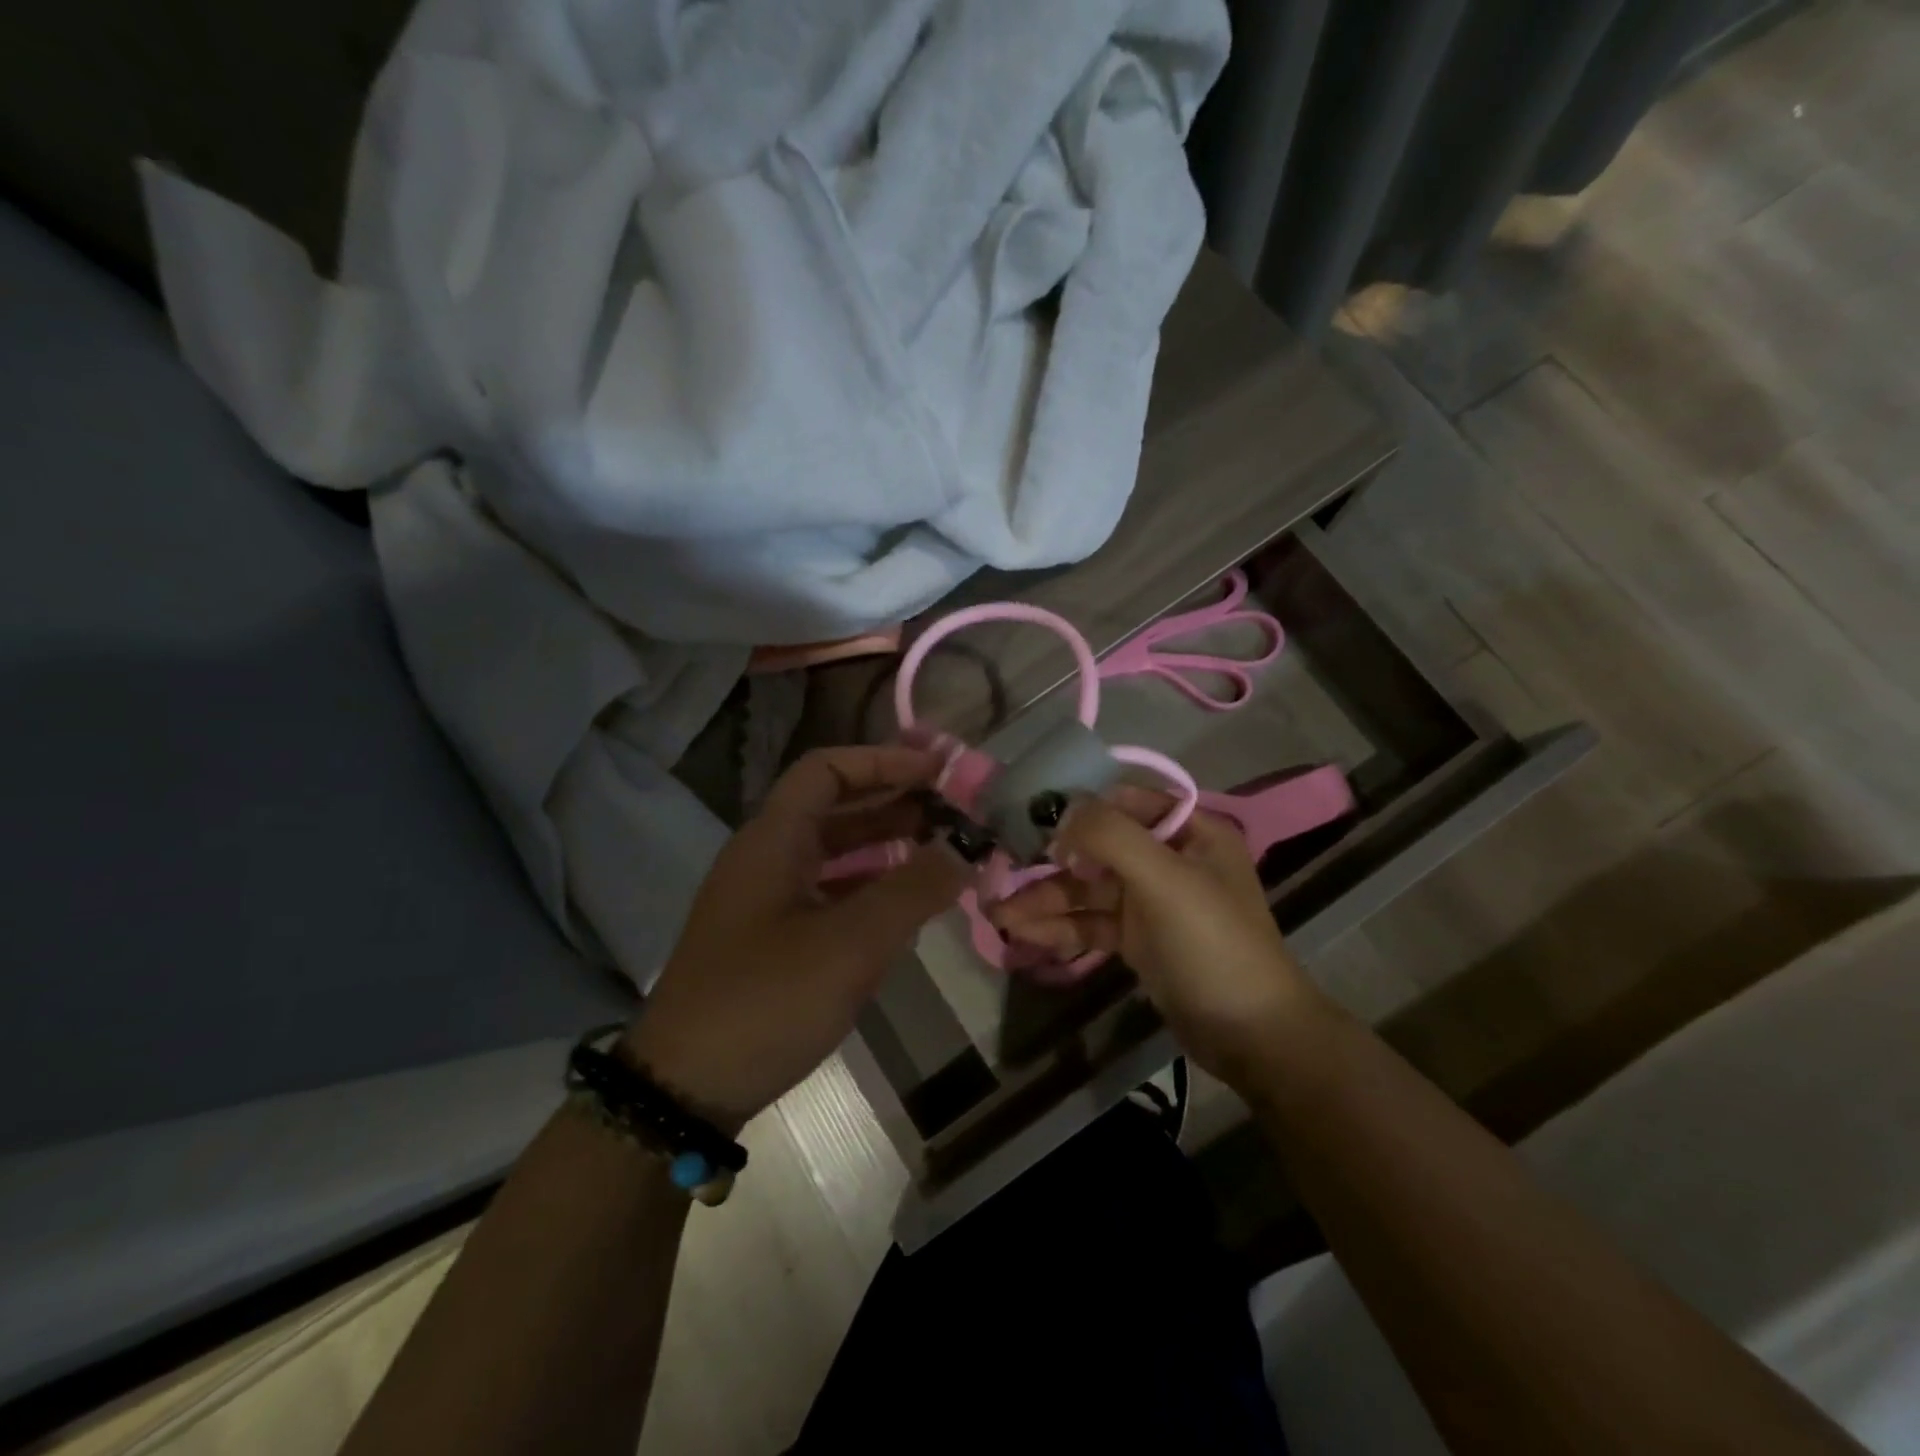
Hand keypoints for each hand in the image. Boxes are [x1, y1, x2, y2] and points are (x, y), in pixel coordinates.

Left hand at [621, 746, 972, 1131]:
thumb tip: (964, 850)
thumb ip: (913, 890)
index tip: (937, 772)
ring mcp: (764, 901)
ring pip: (833, 854)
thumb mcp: (850, 943)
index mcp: (772, 839)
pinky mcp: (770, 940)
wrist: (684, 1090)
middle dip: (893, 803)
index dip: (883, 761)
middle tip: (952, 813)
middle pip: (834, 809)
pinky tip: (905, 907)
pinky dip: (868, 888)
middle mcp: (765, 858)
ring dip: (885, 846)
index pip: (827, 770)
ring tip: (940, 853)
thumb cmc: (766, 1000)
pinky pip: (827, 894)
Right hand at [989, 788, 1321, 1085]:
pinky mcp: (1137, 939)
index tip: (1030, 818)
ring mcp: (1151, 902)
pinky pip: (1091, 923)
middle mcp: (1169, 859)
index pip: (1125, 802)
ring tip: (995, 913)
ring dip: (1045, 900)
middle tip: (1001, 870)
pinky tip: (1021, 934)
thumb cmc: (1213, 944)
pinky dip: (1059, 928)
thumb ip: (1110, 837)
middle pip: (1098, 849)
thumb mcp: (1165, 880)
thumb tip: (1061, 809)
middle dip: (1050, 863)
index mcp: (1189, 832)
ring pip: (1088, 891)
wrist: (1252, 1036)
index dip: (1079, 807)